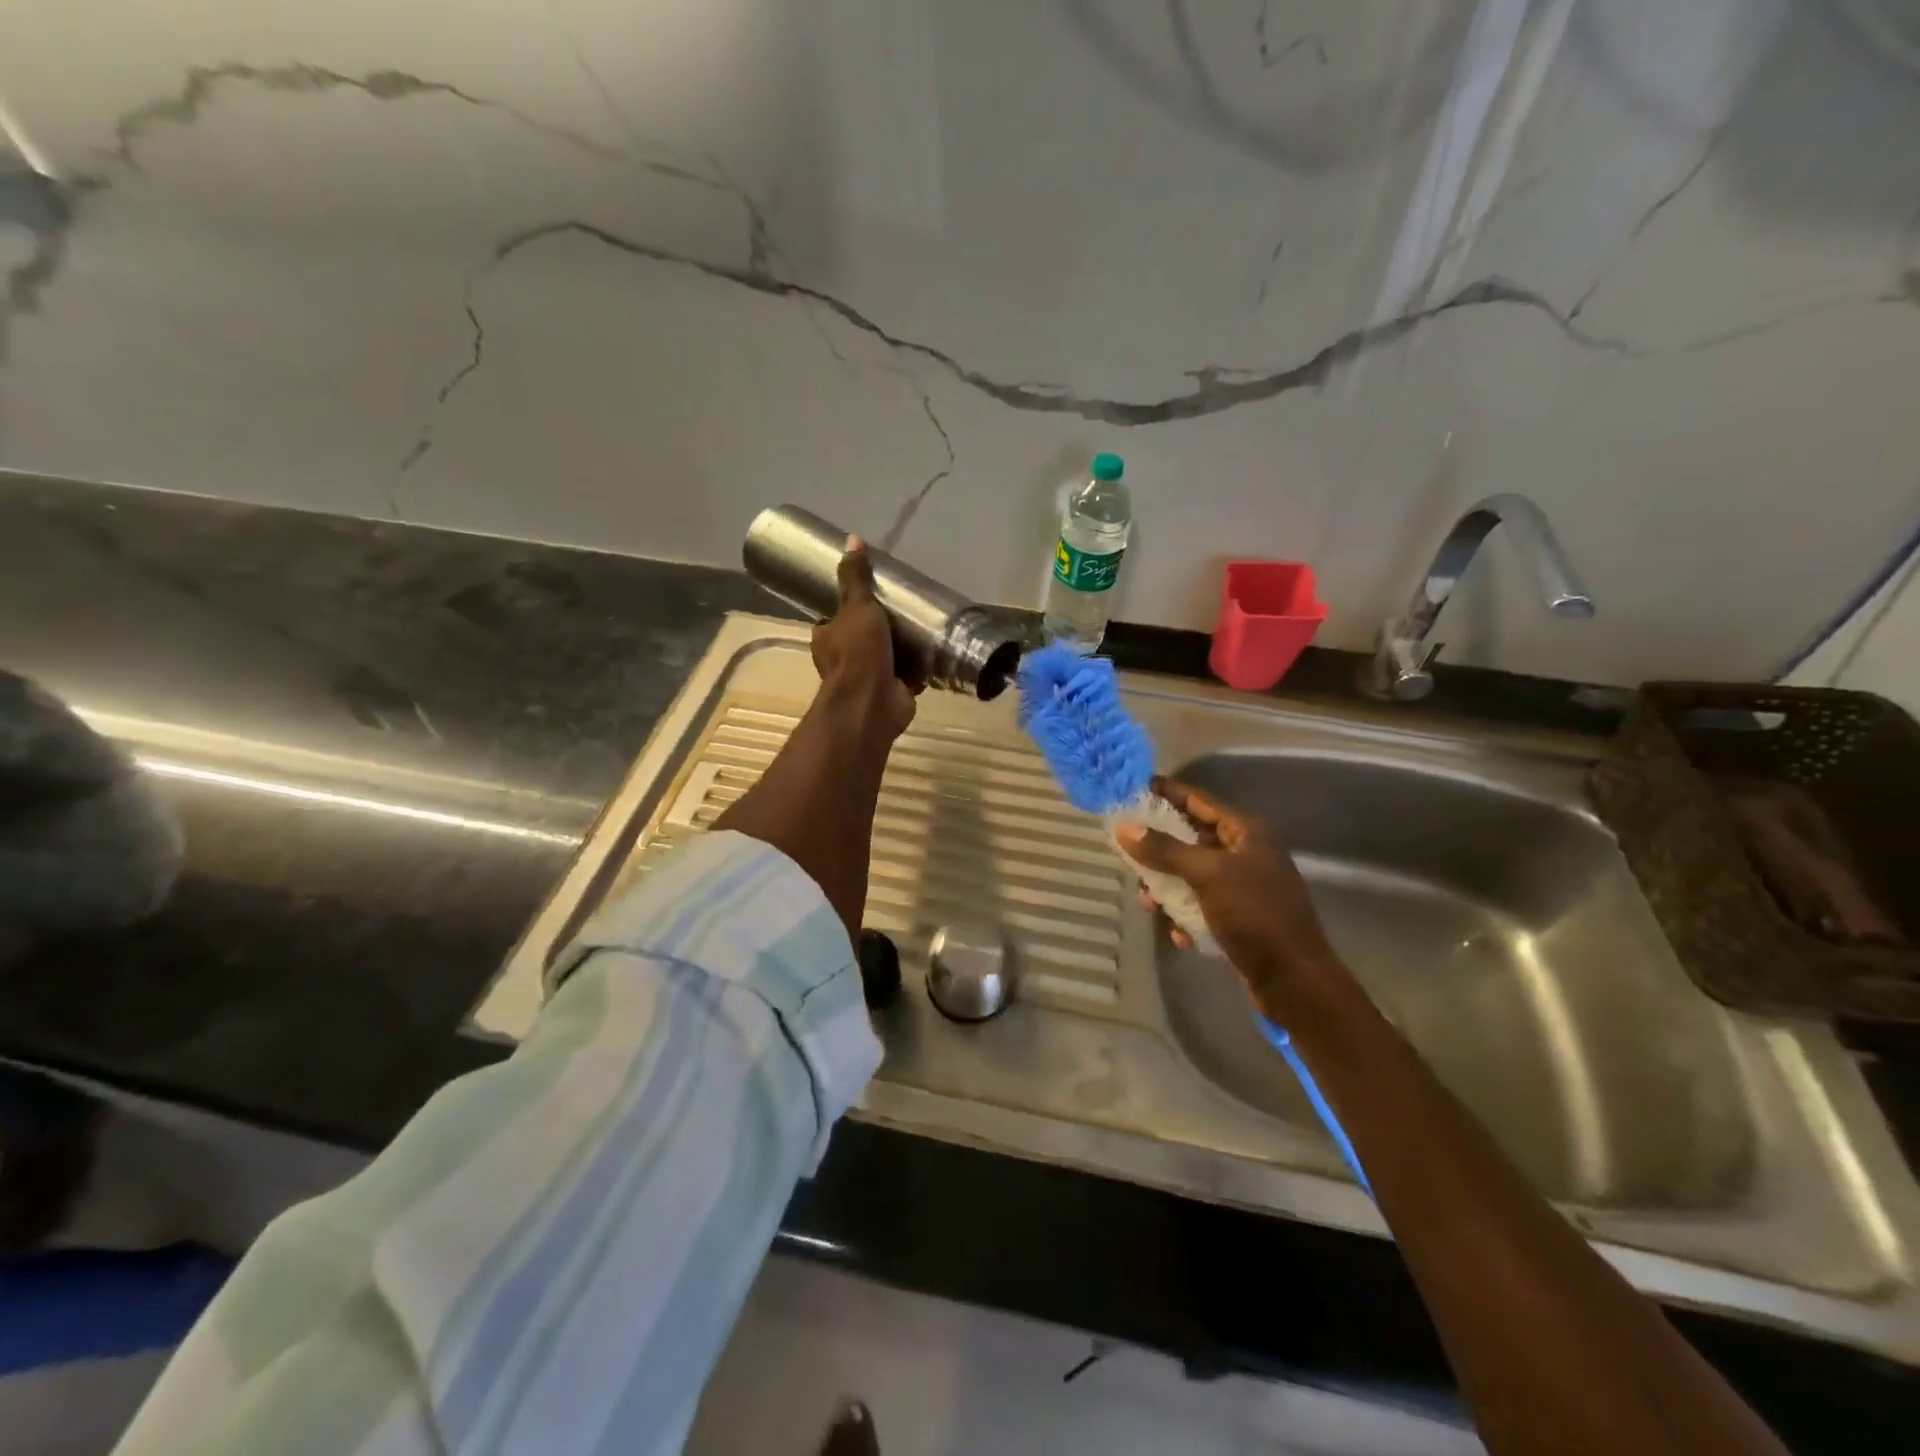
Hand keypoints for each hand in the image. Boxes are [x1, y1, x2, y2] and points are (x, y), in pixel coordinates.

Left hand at [810, 537, 919, 740]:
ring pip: (885, 656)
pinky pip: (907, 675)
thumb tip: (852, 539)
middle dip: (880, 628)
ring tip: (923, 627)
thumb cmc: (858, 652)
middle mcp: (843, 660)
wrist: (872, 702)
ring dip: (901, 648)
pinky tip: (934, 652)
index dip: (848, 607)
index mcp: (827, 639)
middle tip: (903, 609)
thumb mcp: (857, 606)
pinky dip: (918, 667)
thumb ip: (855, 577)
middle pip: (862, 637)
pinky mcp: (892, 691)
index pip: (833, 619)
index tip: (870, 595)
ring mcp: (868, 679)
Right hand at [1116, 776, 1344, 1014]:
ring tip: (1149, 905)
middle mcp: (1245, 854)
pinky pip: (1200, 906)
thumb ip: (1165, 850)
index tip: (1131, 790)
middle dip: (1158, 851)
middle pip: (1190, 839)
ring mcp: (1242, 887)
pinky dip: (1185, 916)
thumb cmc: (1255, 915)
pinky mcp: (1238, 918)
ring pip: (1190, 876)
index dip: (1166, 793)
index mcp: (1246, 832)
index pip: (1198, 800)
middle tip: (1127, 855)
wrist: (1294, 981)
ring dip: (1167, 889)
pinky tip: (1181, 935)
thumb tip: (1124, 827)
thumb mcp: (1208, 875)